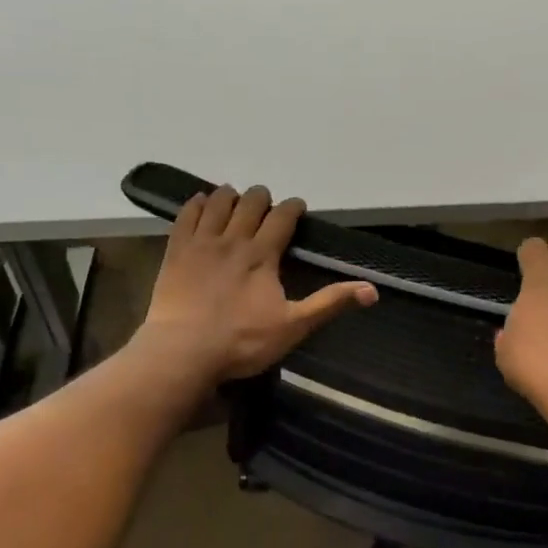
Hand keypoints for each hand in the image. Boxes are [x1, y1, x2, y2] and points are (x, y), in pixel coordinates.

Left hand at [134, 184, 376, 384]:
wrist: (183, 351)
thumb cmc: (242, 341)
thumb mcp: (293, 326)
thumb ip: (330, 304)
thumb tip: (372, 290)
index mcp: (263, 255)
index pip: (282, 217)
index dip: (292, 207)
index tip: (298, 206)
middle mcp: (233, 240)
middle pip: (249, 203)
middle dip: (261, 197)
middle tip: (266, 203)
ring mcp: (201, 243)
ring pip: (217, 203)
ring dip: (230, 196)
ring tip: (235, 197)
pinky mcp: (175, 251)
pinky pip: (185, 216)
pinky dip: (196, 204)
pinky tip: (200, 202)